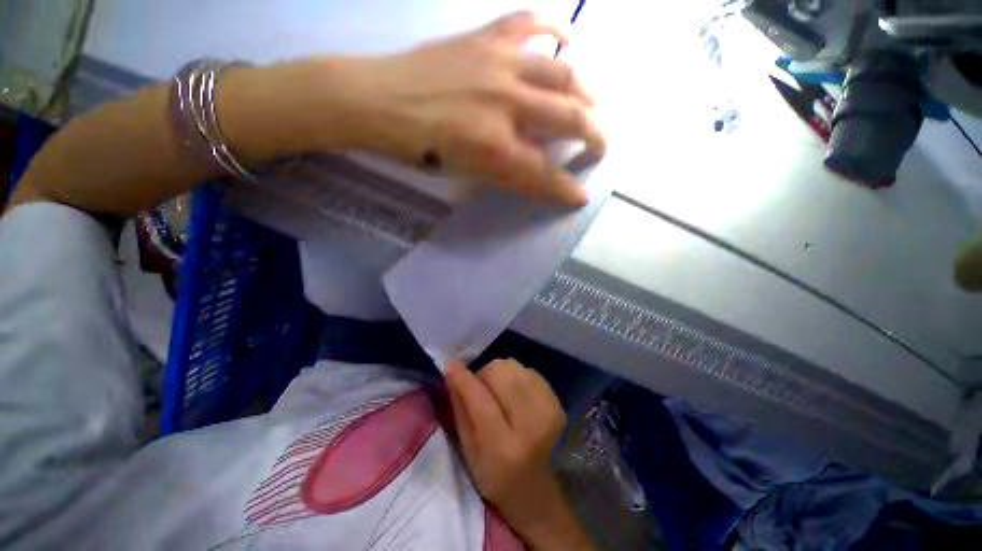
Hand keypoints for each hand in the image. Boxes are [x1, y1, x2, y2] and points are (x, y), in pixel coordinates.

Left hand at [335, 11, 604, 206]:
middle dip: (594, 134)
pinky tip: (569, 39)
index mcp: (494, 147)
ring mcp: (498, 65)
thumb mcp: (465, 171)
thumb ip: (505, 173)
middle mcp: (505, 104)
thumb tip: (538, 176)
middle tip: (602, 144)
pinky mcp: (483, 39)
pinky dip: (555, 29)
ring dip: (588, 90)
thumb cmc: (418, 147)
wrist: (375, 101)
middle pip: (569, 117)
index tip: (580, 198)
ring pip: (563, 73)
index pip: (543, 174)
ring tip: (596, 103)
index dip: (564, 190)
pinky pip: (529, 24)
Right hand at [444, 359, 571, 538]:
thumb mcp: (467, 450)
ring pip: (514, 366)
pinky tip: (515, 395)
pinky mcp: (557, 401)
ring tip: (498, 393)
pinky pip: (528, 370)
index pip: (480, 400)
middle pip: (501, 373)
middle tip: (480, 389)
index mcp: (505, 448)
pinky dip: (515, 377)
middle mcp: (532, 425)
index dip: (464, 379)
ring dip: (499, 374)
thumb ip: (460, 408)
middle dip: (484, 375)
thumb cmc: (493, 475)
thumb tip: (452, 371)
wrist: (534, 487)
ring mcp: (549, 410)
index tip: (451, 365)